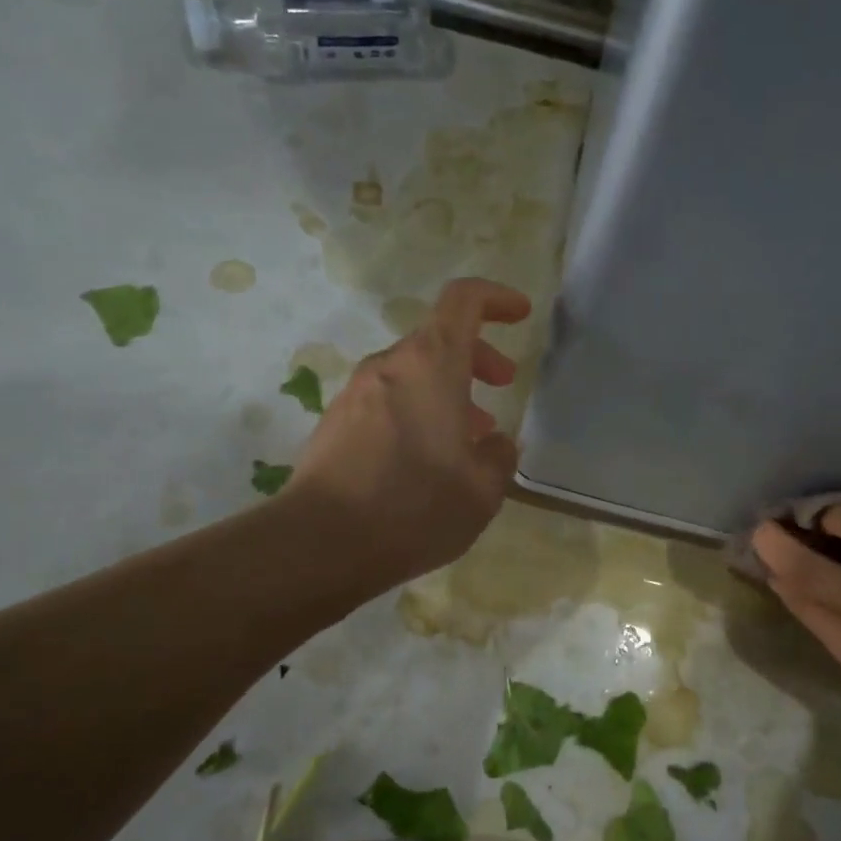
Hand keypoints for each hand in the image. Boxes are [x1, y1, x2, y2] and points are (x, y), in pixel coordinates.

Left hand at [288, 277, 530, 587]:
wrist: (321, 543)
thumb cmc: (415, 507)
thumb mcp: (482, 491)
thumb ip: (498, 457)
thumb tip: (494, 443)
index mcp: (431, 365)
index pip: (463, 300)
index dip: (496, 298)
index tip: (520, 314)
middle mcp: (390, 366)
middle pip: (438, 338)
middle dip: (477, 355)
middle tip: (502, 384)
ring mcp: (356, 393)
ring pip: (412, 372)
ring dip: (447, 389)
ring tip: (469, 434)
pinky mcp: (335, 422)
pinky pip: (387, 399)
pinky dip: (417, 410)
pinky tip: (426, 458)